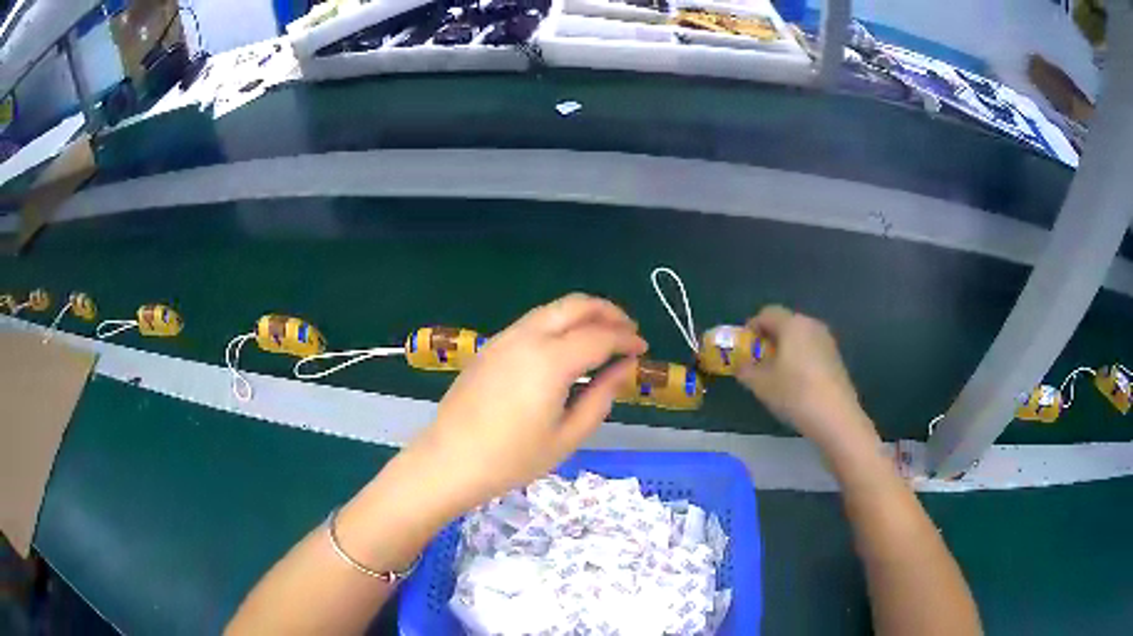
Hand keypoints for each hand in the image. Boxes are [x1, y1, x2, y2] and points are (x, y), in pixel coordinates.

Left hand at [412, 294, 647, 509]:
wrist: (450, 460)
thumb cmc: (512, 459)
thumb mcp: (568, 436)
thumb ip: (602, 397)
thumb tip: (624, 368)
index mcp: (550, 360)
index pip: (600, 336)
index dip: (627, 339)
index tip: (644, 349)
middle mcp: (528, 337)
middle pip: (576, 305)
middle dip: (608, 312)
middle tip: (628, 331)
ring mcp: (505, 337)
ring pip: (553, 308)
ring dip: (583, 314)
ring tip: (603, 336)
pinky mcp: (491, 346)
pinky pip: (534, 321)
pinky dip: (560, 323)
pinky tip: (568, 347)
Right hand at [737, 306, 876, 452]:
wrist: (835, 417)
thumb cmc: (795, 394)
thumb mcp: (760, 384)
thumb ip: (745, 369)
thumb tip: (741, 364)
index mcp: (792, 324)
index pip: (766, 314)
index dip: (751, 328)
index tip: (744, 348)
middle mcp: (811, 325)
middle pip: (785, 324)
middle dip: (769, 339)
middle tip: (757, 362)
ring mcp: (827, 341)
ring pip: (799, 338)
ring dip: (785, 350)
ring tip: (776, 375)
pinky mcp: (836, 358)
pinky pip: (811, 350)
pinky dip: (800, 359)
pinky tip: (796, 383)